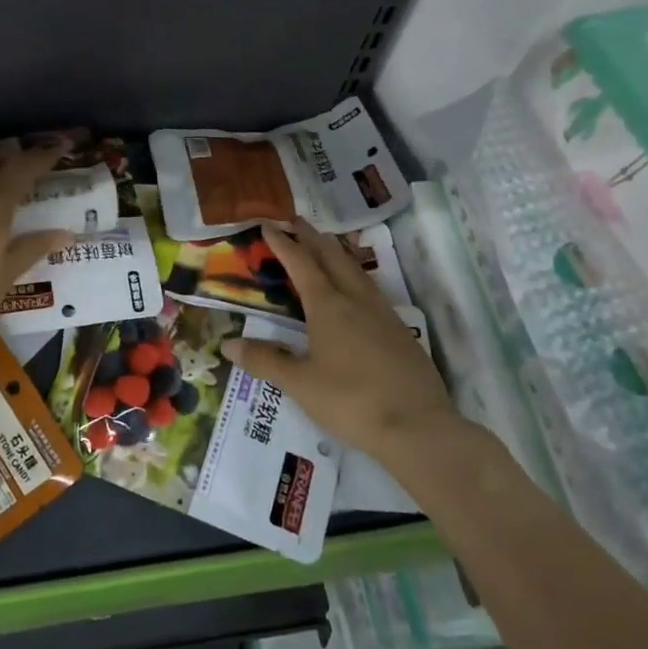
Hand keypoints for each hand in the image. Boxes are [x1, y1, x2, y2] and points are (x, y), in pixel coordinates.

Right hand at [221, 222, 456, 462]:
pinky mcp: (400, 330)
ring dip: (336, 251)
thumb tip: (229, 344)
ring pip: (356, 269)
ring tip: (324, 243)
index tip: (268, 224)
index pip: (301, 263)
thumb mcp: (300, 384)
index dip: (283, 243)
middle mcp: (356, 299)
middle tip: (295, 220)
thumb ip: (265, 360)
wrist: (419, 427)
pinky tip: (355, 288)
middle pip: (332, 256)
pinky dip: (354, 274)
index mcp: (328, 306)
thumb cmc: (351, 402)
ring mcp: (383, 313)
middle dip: (311, 236)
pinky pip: (371, 288)